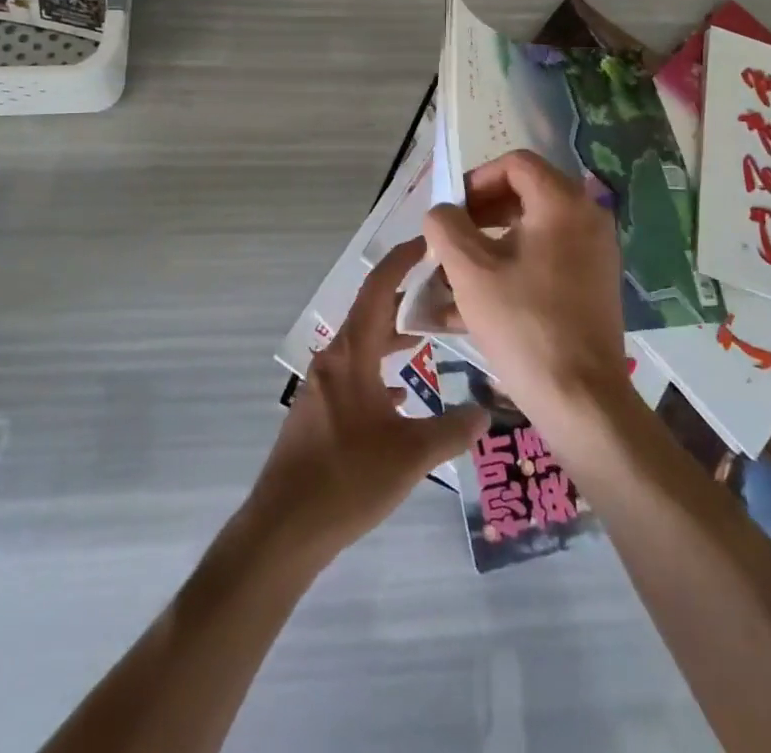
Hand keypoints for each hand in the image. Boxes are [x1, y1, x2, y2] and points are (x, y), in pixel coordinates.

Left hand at [249, 240, 488, 559]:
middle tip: (440, 287)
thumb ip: (452, 430)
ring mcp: (322, 387)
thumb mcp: (411, 455)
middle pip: (370, 313)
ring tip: (426, 333)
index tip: (426, 242)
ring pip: (362, 345)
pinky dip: (379, 368)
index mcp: (351, 355)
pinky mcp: (319, 413)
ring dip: (391, 334)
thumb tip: (487, 412)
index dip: (400, 261)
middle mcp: (333, 361)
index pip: (377, 290)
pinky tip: (402, 394)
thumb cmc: (347, 479)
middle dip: (402, 295)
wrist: (283, 529)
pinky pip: (354, 373)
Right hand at [422, 150, 627, 423]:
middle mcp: (587, 218)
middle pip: (525, 195)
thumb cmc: (523, 324)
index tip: (451, 210)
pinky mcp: (594, 285)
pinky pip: (547, 260)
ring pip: (533, 231)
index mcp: (562, 203)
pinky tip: (477, 304)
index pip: (515, 164)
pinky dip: (512, 268)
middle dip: (480, 214)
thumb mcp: (470, 270)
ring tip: (455, 275)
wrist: (581, 399)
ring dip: (491, 244)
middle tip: (451, 240)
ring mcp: (595, 254)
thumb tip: (442, 212)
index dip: (476, 179)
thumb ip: (446, 227)